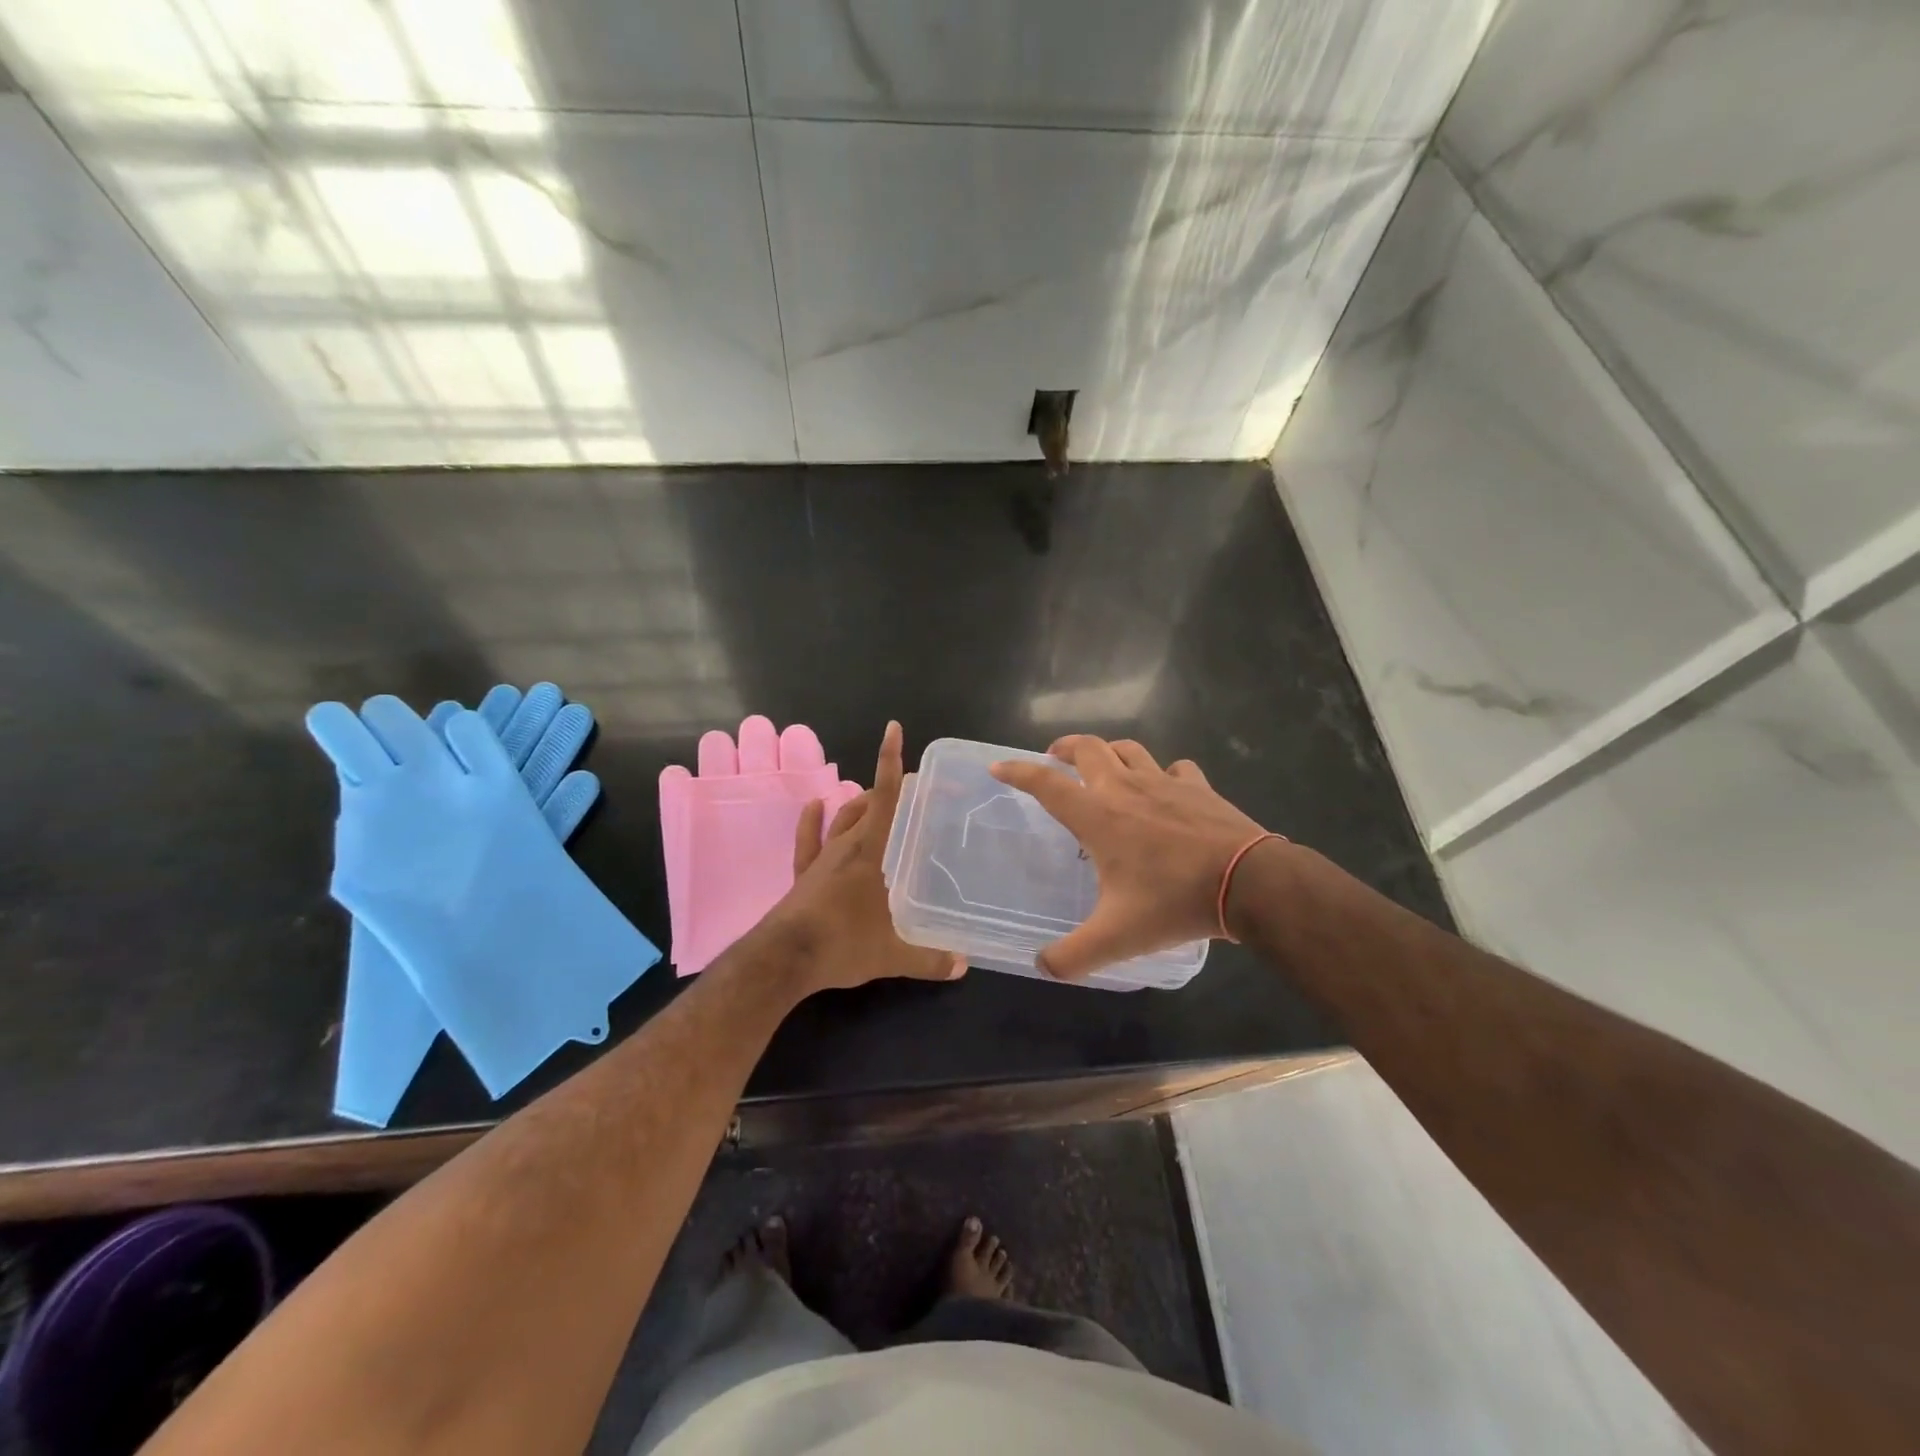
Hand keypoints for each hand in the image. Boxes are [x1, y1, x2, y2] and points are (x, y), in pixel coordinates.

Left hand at [761, 721, 966, 994]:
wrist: (784, 958)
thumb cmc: (842, 945)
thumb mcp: (892, 955)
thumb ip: (929, 959)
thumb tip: (963, 965)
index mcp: (871, 852)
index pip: (886, 798)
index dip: (891, 762)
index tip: (894, 730)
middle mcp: (847, 846)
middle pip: (869, 804)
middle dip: (891, 790)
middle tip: (916, 789)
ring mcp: (822, 859)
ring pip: (842, 818)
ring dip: (859, 803)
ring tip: (875, 797)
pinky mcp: (803, 874)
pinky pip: (808, 840)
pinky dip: (812, 820)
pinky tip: (815, 804)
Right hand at [990, 735, 1272, 979]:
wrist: (1248, 882)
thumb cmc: (1173, 902)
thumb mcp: (1116, 938)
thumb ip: (1072, 956)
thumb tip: (1041, 967)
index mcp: (1097, 816)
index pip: (1045, 783)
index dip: (1017, 772)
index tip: (998, 768)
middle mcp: (1124, 788)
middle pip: (1087, 748)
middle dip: (1064, 748)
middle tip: (1054, 759)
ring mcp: (1164, 782)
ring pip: (1129, 749)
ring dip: (1109, 752)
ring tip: (1102, 766)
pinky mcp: (1198, 786)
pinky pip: (1174, 768)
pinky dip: (1163, 773)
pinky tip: (1165, 788)